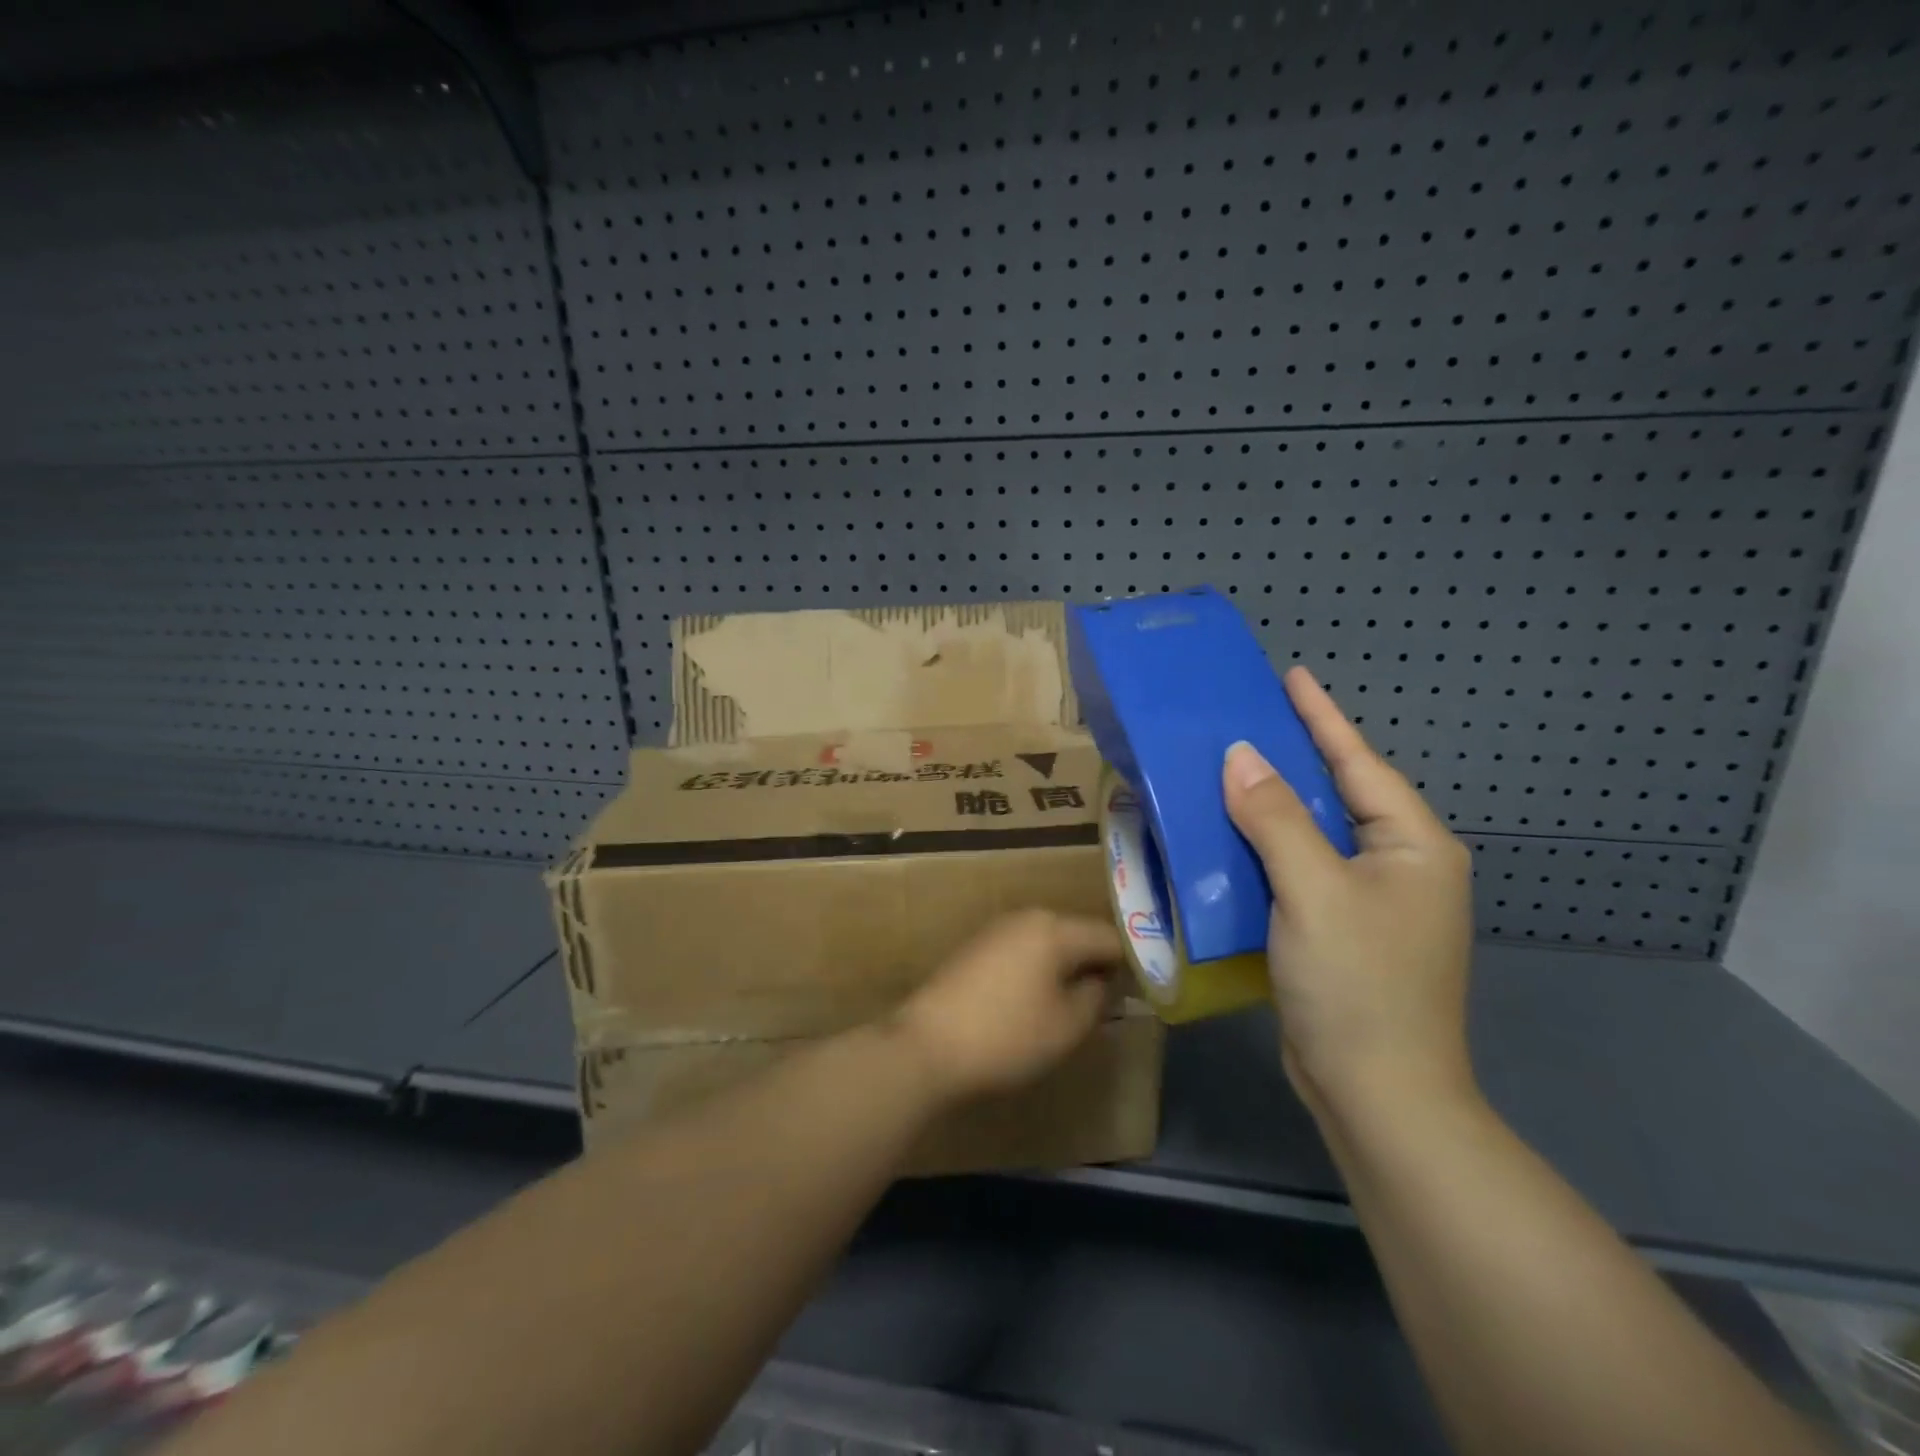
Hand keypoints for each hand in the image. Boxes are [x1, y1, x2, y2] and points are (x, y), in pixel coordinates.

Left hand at [895, 910, 1122, 1102]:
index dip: (1131, 964)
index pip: (1108, 936)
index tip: (1141, 993)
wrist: (926, 1045)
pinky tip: (1035, 1003)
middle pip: (1076, 935)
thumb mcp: (1066, 1025)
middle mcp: (1026, 917)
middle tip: (1109, 1004)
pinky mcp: (976, 948)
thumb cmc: (1006, 1035)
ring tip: (1074, 1007)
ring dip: (1066, 969)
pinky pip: (1023, 952)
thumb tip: (1104, 982)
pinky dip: (1038, 972)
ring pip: (1048, 943)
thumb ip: (1097, 998)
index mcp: (1054, 928)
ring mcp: (996, 930)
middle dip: (1095, 965)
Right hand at [1223, 667, 1475, 1118]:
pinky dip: (1264, 850)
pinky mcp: (1340, 930)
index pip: (1360, 764)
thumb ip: (1277, 819)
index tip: (1292, 675)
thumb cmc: (1357, 984)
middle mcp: (1399, 867)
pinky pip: (1298, 870)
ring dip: (1271, 805)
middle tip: (1246, 719)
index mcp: (1413, 847)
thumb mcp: (1314, 891)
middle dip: (1293, 757)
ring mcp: (1371, 902)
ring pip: (1313, 834)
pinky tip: (1228, 838)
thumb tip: (1242, 757)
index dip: (1322, 718)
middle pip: (1339, 794)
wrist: (1377, 1094)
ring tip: (1226, 769)